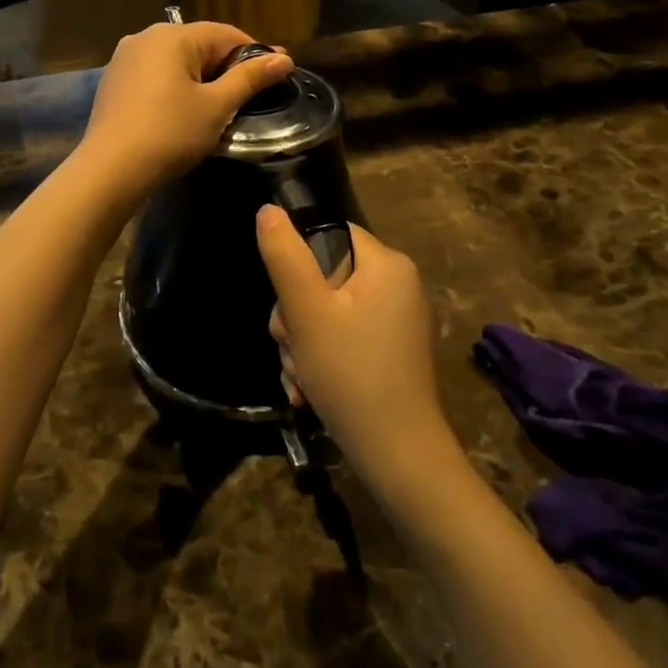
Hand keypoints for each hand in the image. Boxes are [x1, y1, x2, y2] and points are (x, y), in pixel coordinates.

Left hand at [78, 22, 293, 196]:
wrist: (110, 169)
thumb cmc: (170, 133)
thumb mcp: (216, 106)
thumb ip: (250, 78)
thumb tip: (284, 58)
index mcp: (172, 36)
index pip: (226, 34)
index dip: (255, 53)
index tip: (279, 72)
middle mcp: (145, 36)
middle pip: (199, 44)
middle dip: (228, 65)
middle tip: (254, 92)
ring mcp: (124, 58)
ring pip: (176, 61)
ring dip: (202, 77)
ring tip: (223, 103)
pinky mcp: (114, 81)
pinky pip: (155, 75)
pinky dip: (176, 86)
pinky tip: (185, 109)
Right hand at [257, 208, 454, 487]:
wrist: (398, 457)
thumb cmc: (351, 373)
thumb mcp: (306, 312)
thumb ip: (285, 257)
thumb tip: (268, 210)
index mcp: (387, 265)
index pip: (330, 235)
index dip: (299, 263)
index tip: (289, 303)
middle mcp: (398, 286)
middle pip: (324, 277)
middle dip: (295, 316)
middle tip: (290, 346)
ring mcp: (396, 322)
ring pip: (327, 313)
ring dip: (302, 343)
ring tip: (299, 377)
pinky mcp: (391, 353)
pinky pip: (344, 338)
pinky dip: (321, 359)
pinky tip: (308, 389)